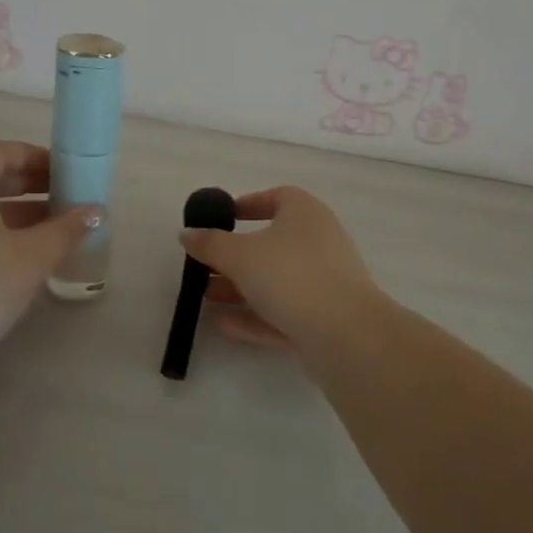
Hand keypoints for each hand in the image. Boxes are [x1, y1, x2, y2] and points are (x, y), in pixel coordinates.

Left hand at [0, 141, 100, 367]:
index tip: (66, 173)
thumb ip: (66, 229)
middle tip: (65, 198)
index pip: (0, 152)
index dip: (35, 157)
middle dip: (30, 184)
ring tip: (53, 229)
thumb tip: (95, 210)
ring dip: (17, 211)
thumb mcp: (32, 257)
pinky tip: (22, 257)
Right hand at [180, 186, 384, 353]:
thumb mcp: (240, 254)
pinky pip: (283, 312)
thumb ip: (210, 243)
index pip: (277, 197)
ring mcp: (324, 282)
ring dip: (241, 288)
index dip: (247, 205)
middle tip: (204, 266)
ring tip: (204, 298)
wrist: (346, 335)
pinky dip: (255, 316)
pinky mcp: (324, 319)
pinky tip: (223, 325)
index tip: (220, 219)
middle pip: (271, 243)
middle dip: (235, 256)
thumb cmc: (290, 275)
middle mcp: (319, 242)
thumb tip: (187, 233)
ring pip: (276, 281)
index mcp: (305, 213)